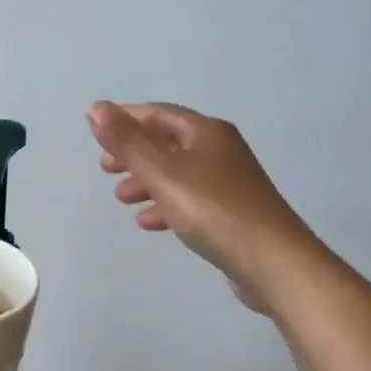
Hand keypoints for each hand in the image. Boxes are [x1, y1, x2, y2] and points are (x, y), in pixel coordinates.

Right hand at [89, 101, 312, 312]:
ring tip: (121, 199)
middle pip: (168, 142)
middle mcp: (220, 149)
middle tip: (105, 169)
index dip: (126, 118)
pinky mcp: (232, 212)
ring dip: (146, 181)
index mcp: (206, 132)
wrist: (273, 262)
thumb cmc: (213, 210)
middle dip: (134, 153)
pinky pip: (190, 199)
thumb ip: (127, 142)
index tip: (97, 131)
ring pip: (177, 173)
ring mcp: (229, 182)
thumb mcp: (162, 173)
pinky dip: (166, 205)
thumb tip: (96, 107)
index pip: (159, 114)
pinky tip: (148, 223)